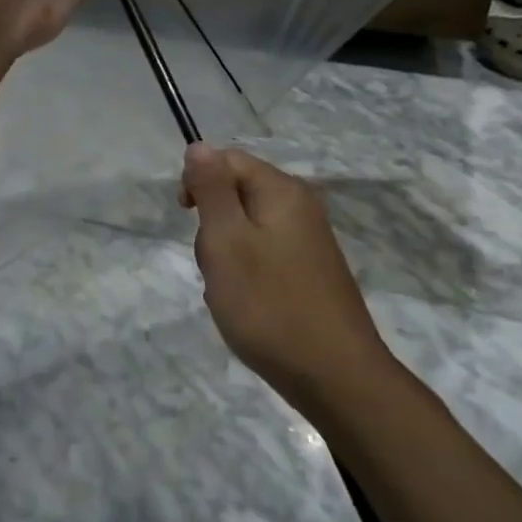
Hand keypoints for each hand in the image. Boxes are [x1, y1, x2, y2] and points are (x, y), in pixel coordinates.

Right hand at [180, 144, 390, 413]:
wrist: (336, 376)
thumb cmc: (270, 305)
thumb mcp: (226, 241)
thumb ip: (211, 189)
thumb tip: (200, 145)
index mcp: (282, 190)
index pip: (228, 160)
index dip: (199, 182)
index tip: (185, 219)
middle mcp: (301, 206)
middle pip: (238, 194)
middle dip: (214, 226)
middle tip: (213, 264)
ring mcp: (310, 241)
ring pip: (248, 230)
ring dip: (227, 256)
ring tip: (230, 292)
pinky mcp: (312, 271)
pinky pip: (266, 257)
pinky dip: (248, 275)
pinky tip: (249, 307)